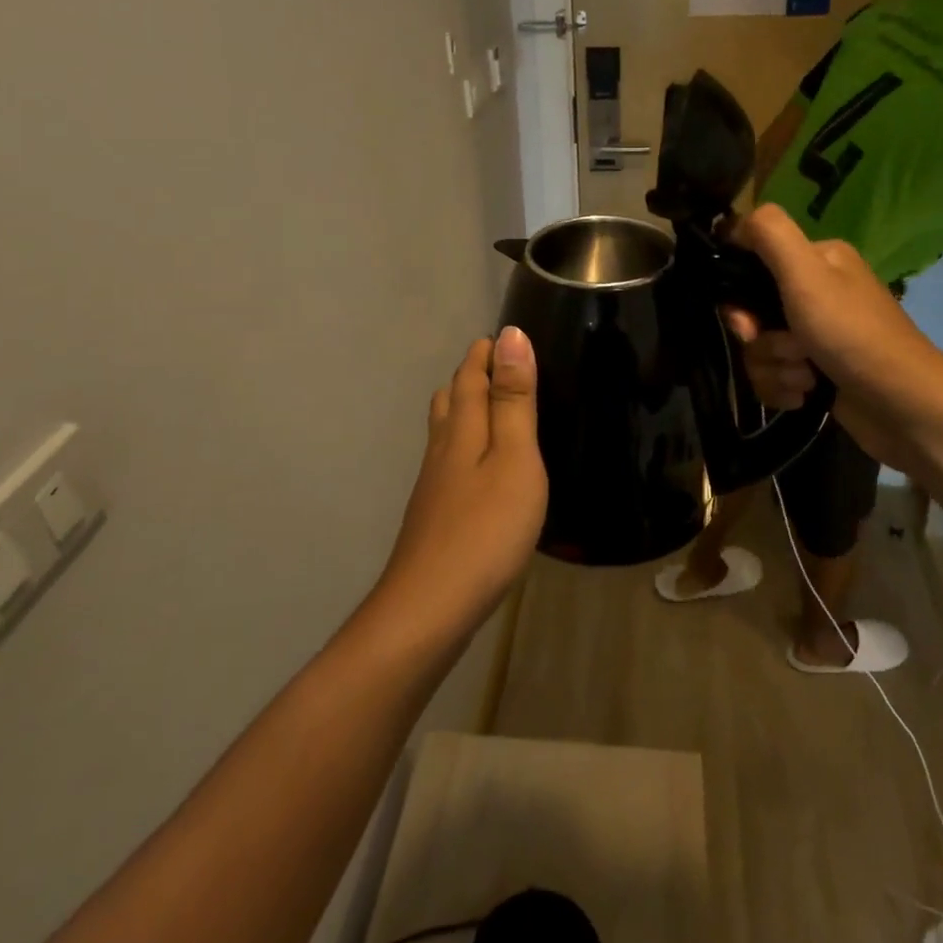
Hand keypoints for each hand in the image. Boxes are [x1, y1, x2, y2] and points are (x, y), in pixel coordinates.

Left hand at [378, 328, 547, 637]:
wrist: (429, 608)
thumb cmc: (485, 529)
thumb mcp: (514, 458)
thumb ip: (513, 399)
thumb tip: (510, 335)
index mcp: (462, 429)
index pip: (470, 375)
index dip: (484, 353)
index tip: (503, 334)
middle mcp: (442, 449)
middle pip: (451, 399)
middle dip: (471, 375)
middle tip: (497, 363)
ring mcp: (434, 485)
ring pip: (445, 430)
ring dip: (463, 407)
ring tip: (487, 404)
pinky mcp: (435, 515)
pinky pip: (448, 460)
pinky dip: (463, 443)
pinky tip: (477, 466)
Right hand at [722, 205, 924, 405]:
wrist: (904, 407)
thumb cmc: (853, 334)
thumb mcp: (808, 274)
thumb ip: (770, 234)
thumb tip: (733, 223)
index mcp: (817, 260)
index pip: (752, 262)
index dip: (738, 292)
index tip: (747, 318)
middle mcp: (816, 292)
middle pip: (751, 311)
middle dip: (761, 339)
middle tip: (787, 350)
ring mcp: (815, 335)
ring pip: (759, 348)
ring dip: (776, 368)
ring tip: (807, 377)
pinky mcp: (815, 372)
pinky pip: (773, 376)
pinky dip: (784, 388)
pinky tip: (807, 395)